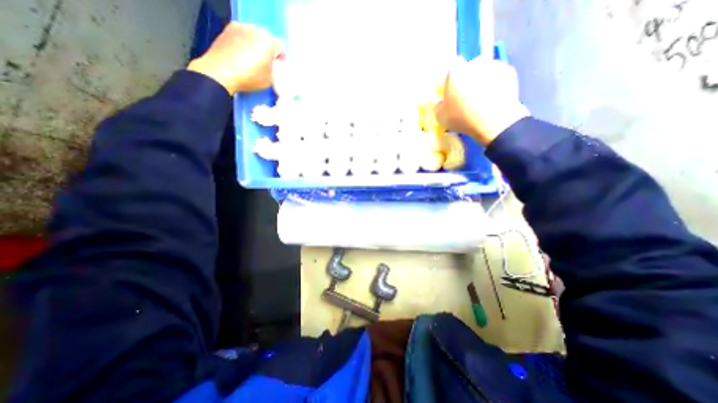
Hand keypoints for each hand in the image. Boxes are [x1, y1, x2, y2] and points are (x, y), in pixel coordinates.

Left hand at [188, 22, 279, 94]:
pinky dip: (243, 43)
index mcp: (268, 42)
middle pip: (267, 38)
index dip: (281, 57)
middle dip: (268, 49)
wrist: (220, 73)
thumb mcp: (270, 80)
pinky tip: (241, 56)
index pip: (281, 47)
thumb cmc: (249, 77)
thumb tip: (273, 65)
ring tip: (252, 59)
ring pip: (253, 35)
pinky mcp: (226, 30)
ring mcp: (239, 27)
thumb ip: (274, 69)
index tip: (278, 66)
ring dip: (255, 45)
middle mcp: (255, 30)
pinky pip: (241, 36)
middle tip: (266, 63)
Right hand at [435, 57, 528, 144]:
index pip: (451, 68)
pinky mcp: (510, 73)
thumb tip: (439, 102)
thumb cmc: (462, 117)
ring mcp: (494, 65)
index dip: (451, 79)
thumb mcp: (441, 117)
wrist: (494, 120)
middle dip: (468, 79)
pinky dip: (496, 85)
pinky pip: (498, 78)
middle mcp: (474, 62)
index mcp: (455, 71)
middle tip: (466, 97)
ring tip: (482, 100)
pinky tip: (493, 100)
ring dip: (482, 81)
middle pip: (469, 68)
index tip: (451, 91)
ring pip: (485, 72)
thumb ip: (438, 106)